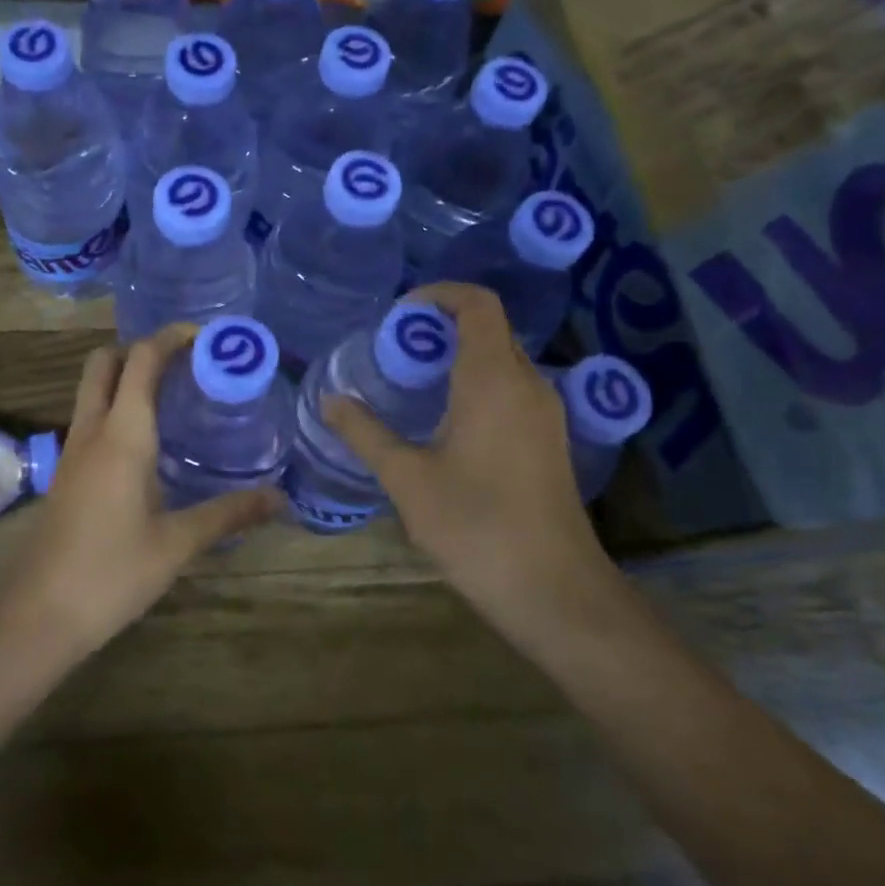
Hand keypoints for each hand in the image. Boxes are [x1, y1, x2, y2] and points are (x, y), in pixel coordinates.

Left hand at [0, 324, 280, 659]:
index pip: (142, 359)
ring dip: (127, 377)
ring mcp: (72, 451)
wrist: (36, 615)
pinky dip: (118, 408)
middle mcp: (92, 430)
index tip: (207, 336)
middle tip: (187, 364)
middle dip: (142, 349)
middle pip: (105, 361)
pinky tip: (149, 442)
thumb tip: (280, 499)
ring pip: (94, 389)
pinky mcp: (66, 473)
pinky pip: (91, 419)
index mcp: (122, 434)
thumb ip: (228, 514)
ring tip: (176, 396)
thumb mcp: (177, 544)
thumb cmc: (110, 573)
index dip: (171, 337)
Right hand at [324, 283, 615, 631]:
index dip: (439, 294)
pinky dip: (478, 382)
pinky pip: (513, 387)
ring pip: (503, 359)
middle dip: (442, 326)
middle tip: (395, 350)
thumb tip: (330, 401)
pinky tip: (447, 421)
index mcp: (493, 379)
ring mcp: (546, 412)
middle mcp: (527, 383)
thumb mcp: (408, 480)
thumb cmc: (476, 527)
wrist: (554, 591)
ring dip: (460, 355)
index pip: (478, 304)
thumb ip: (366, 434)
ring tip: (414, 382)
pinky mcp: (550, 439)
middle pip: (490, 328)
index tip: (400, 314)